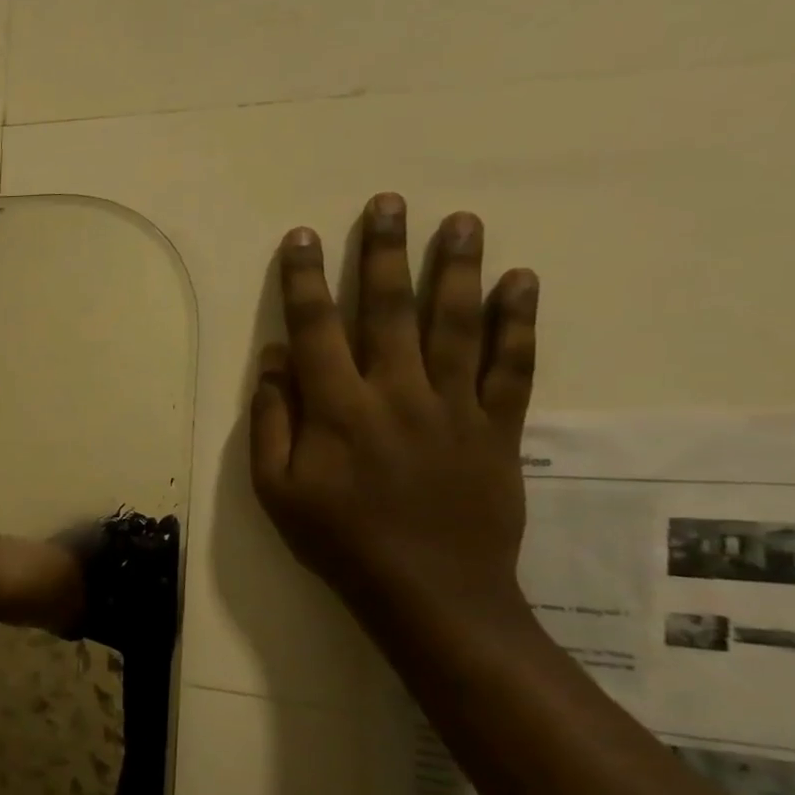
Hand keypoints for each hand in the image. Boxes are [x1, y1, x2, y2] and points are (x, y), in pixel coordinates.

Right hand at [249, 193, 539, 634]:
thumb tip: (275, 358)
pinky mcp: (497, 428)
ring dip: (457, 269)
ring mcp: (453, 407)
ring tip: (462, 221)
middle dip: (384, 253)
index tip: (302, 237)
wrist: (429, 591)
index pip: (316, 328)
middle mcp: (396, 392)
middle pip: (390, 310)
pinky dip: (519, 323)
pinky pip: (512, 366)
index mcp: (336, 408)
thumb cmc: (337, 539)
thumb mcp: (275, 489)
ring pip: (457, 324)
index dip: (304, 279)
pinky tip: (523, 282)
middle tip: (389, 202)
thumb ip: (271, 420)